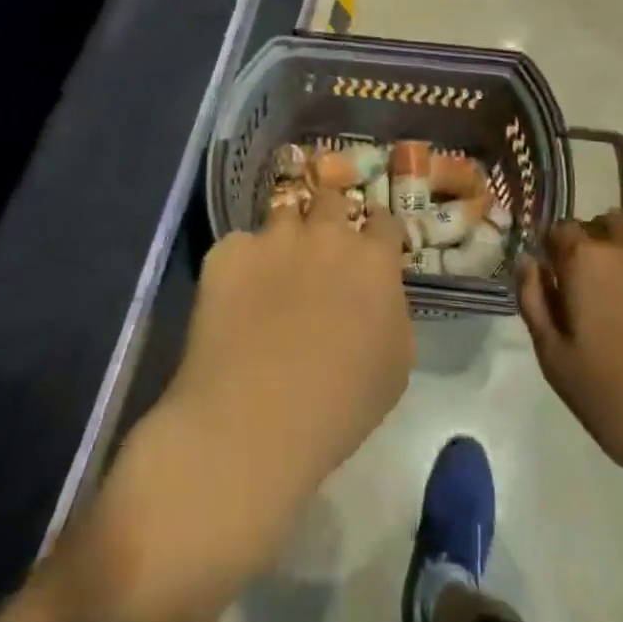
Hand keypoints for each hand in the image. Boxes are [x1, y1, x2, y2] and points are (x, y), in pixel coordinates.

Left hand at [164, 187, 413, 546]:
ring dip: (285, 233)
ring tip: (275, 268)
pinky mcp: (227, 252)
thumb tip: (377, 295)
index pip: (384, 220)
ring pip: (283, 212)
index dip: (377, 231)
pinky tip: (234, 299)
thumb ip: (391, 312)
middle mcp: (326, 234)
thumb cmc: (340, 406)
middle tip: (321, 248)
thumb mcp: (395, 365)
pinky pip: (239, 244)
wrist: (253, 422)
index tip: (370, 245)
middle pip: (331, 199)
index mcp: (374, 260)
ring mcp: (274, 237)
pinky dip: (241, 264)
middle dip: (329, 217)